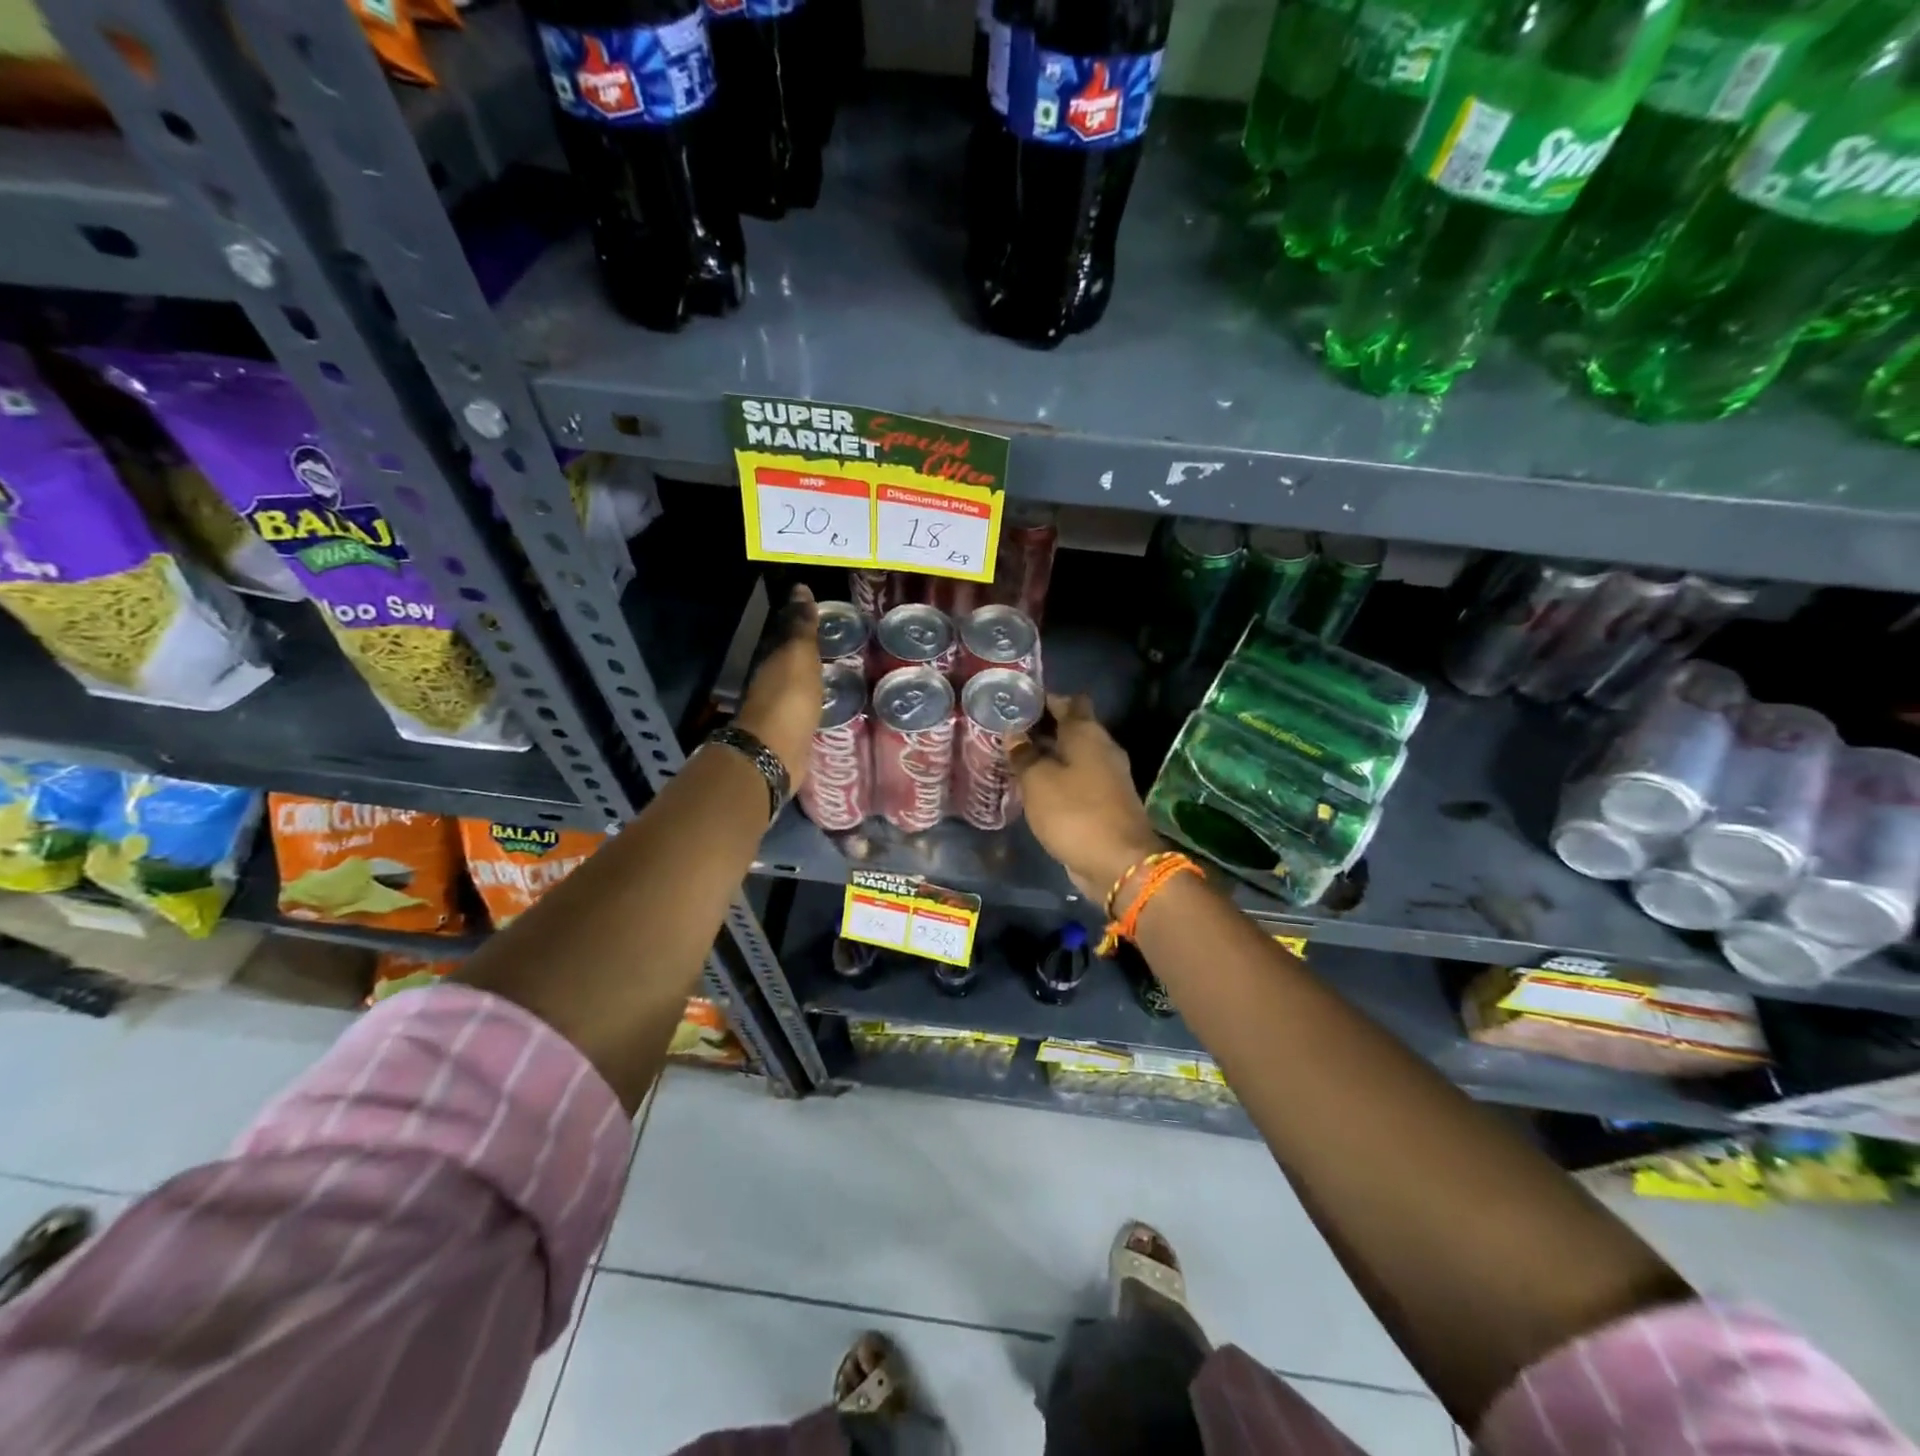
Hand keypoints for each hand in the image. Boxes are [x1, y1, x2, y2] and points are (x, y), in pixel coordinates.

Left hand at [736, 584, 822, 789]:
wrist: (776, 751)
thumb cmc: (789, 697)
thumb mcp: (799, 655)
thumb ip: (801, 626)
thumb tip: (800, 587)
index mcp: (771, 657)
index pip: (785, 630)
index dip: (801, 618)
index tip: (822, 608)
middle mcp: (771, 678)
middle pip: (790, 656)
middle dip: (808, 646)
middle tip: (837, 637)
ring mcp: (780, 705)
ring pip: (798, 680)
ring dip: (812, 673)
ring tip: (839, 666)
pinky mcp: (791, 728)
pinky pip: (806, 704)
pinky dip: (815, 696)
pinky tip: (830, 696)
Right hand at [1008, 694, 1163, 902]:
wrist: (1119, 863)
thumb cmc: (1074, 812)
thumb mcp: (1038, 781)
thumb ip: (1024, 754)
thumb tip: (1014, 734)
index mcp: (1087, 733)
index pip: (1069, 701)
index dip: (1044, 698)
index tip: (1017, 703)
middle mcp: (1102, 749)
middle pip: (1071, 727)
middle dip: (1041, 729)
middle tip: (1007, 733)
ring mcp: (1107, 777)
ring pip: (1073, 756)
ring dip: (1048, 756)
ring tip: (1014, 760)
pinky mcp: (1106, 802)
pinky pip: (1077, 780)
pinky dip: (1057, 779)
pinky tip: (1034, 789)